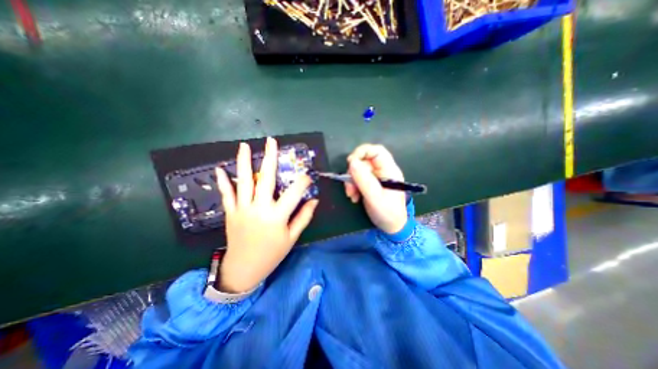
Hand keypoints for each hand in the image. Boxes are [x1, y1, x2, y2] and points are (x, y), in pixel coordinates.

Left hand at [215, 138, 319, 292]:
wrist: (244, 269)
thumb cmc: (272, 254)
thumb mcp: (292, 237)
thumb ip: (303, 217)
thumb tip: (314, 201)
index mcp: (277, 216)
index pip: (293, 193)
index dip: (302, 182)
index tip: (307, 175)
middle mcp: (259, 208)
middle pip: (266, 179)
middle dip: (270, 158)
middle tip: (271, 141)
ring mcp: (242, 209)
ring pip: (244, 182)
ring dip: (244, 162)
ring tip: (244, 146)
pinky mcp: (231, 213)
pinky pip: (227, 194)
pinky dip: (223, 182)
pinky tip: (219, 169)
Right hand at [345, 143, 406, 232]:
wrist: (392, 227)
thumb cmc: (387, 213)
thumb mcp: (375, 197)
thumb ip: (364, 180)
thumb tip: (352, 162)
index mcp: (389, 170)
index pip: (377, 151)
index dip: (362, 152)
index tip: (350, 162)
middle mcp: (382, 171)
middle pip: (364, 161)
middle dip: (353, 173)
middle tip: (349, 188)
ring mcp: (376, 177)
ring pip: (359, 170)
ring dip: (351, 182)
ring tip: (352, 195)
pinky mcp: (370, 184)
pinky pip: (358, 179)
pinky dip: (353, 187)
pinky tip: (354, 197)